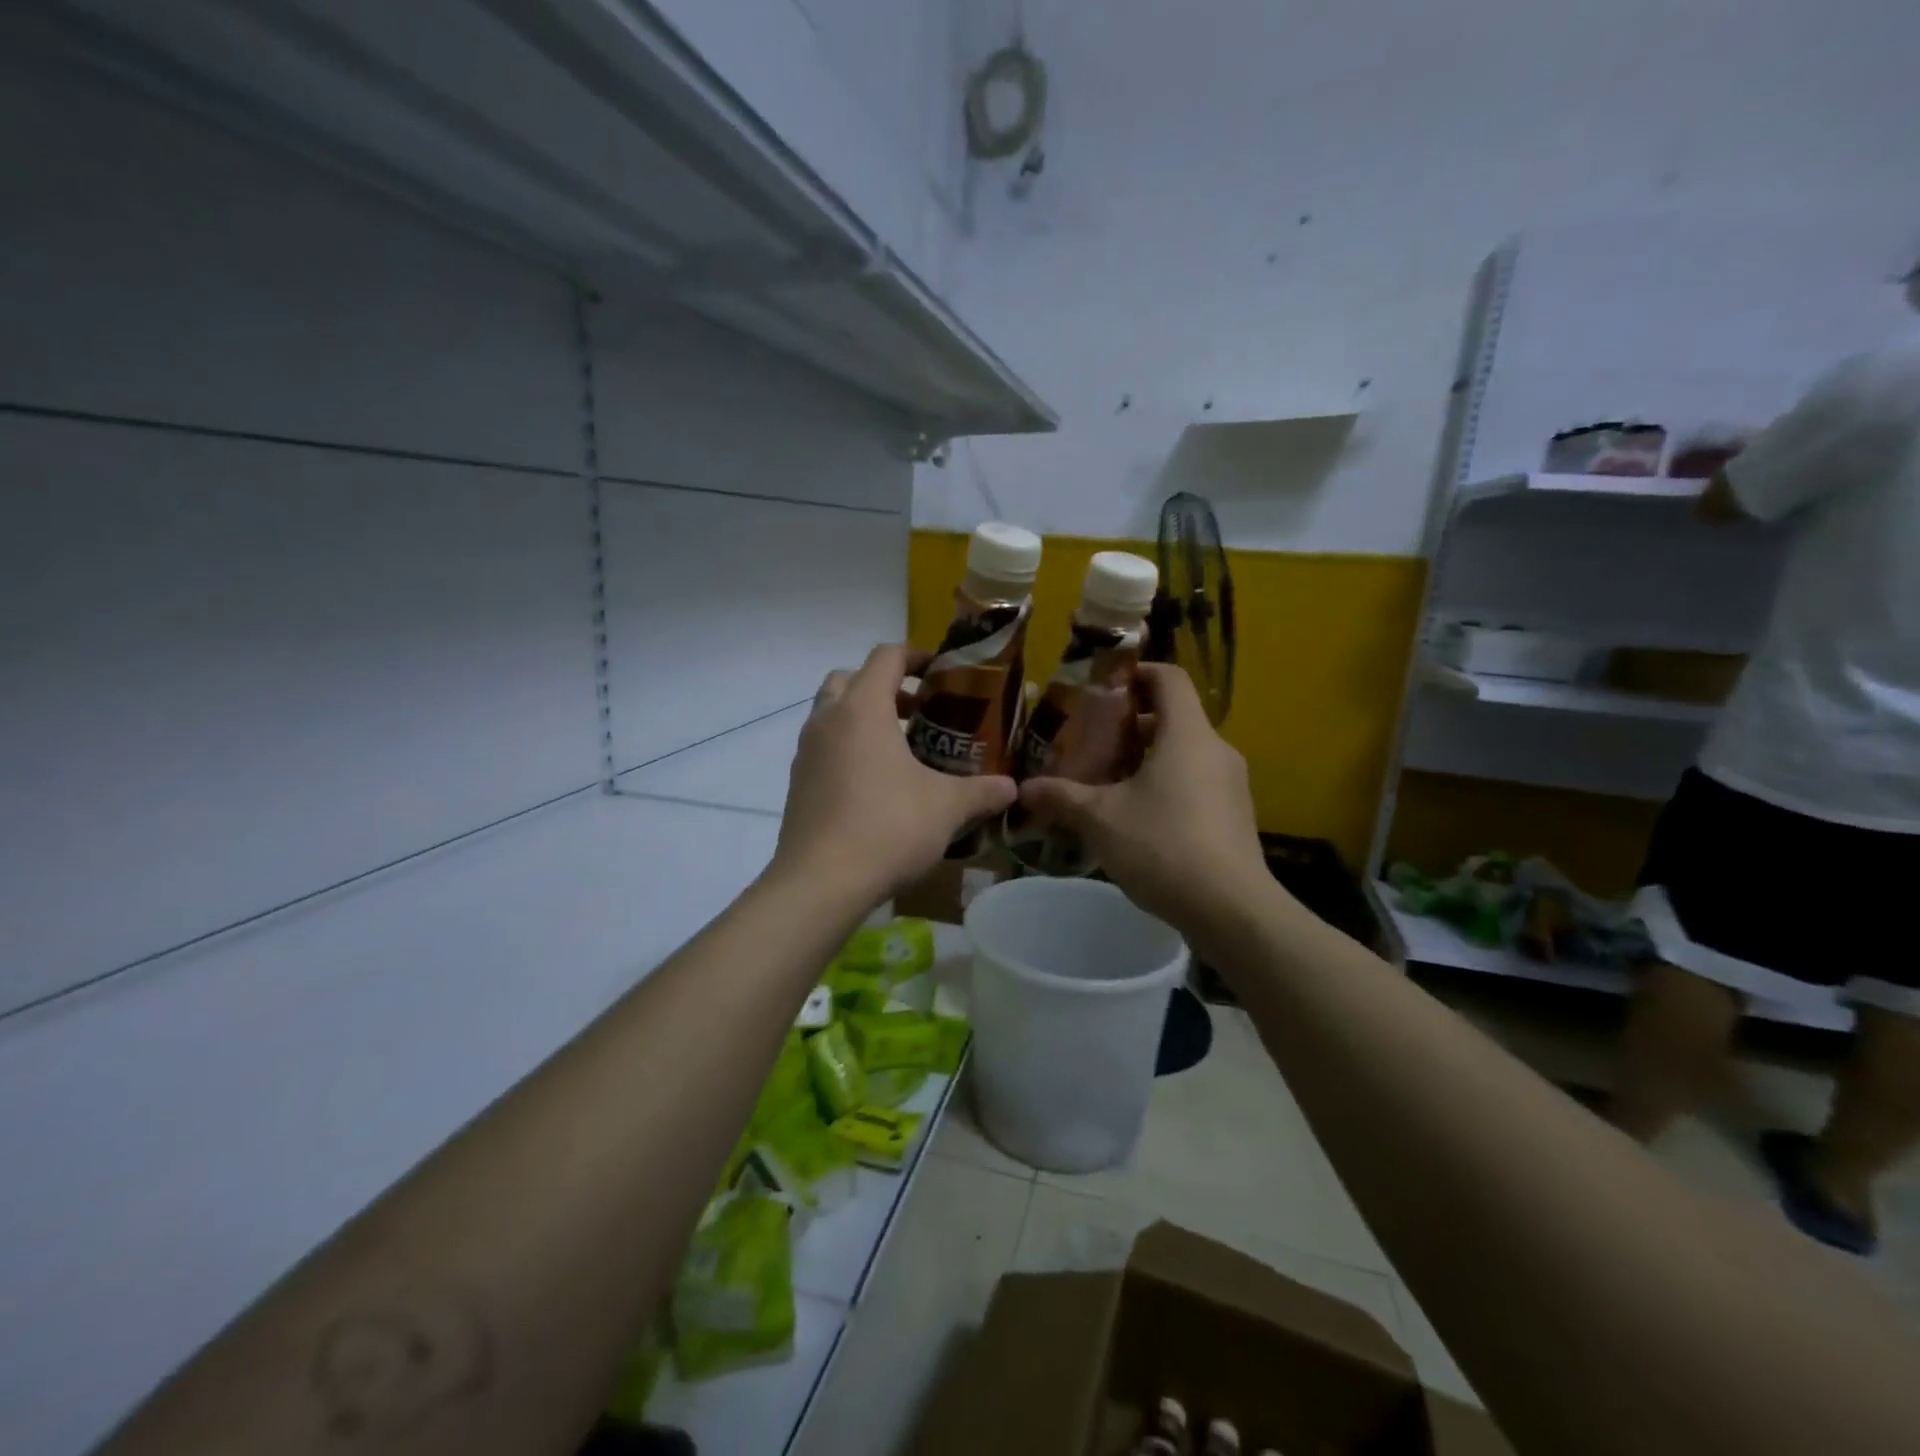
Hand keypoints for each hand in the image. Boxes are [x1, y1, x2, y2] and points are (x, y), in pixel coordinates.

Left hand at [774, 644, 1016, 906]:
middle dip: (884, 686)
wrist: (820, 883)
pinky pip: (823, 748)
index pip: (886, 656)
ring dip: (863, 718)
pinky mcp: (796, 783)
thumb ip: (982, 791)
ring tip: (901, 750)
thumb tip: (1013, 788)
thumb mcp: (946, 808)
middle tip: (917, 711)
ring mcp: (805, 752)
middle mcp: (827, 720)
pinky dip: (847, 749)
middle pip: (850, 678)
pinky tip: (875, 786)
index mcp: (862, 709)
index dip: (916, 655)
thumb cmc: (887, 828)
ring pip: (832, 714)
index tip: (941, 672)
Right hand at [1018, 664, 1269, 928]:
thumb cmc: (1163, 846)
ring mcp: (1231, 785)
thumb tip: (1023, 789)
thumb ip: (1061, 797)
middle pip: (1174, 717)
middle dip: (1131, 723)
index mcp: (1187, 735)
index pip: (1169, 678)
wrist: (1231, 910)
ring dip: (1147, 758)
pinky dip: (1166, 784)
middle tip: (1094, 741)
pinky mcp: (1234, 815)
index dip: (1136, 674)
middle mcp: (1216, 750)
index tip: (1104, 689)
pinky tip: (1137, 818)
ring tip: (1108, 781)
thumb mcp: (1100, 819)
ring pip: (1185, 753)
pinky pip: (1196, 782)